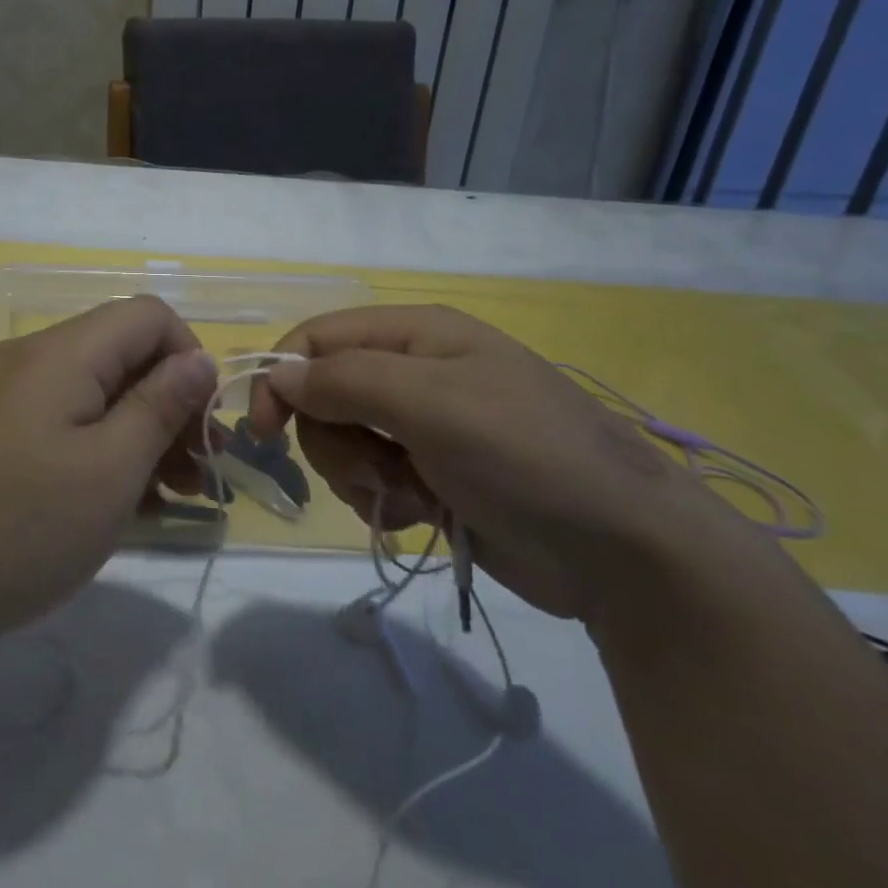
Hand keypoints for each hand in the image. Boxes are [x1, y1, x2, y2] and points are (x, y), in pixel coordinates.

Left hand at [0, 296, 217, 642]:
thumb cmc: (27, 527)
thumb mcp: (112, 468)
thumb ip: (162, 404)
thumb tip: (199, 359)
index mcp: (61, 352)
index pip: (148, 315)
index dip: (188, 357)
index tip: (203, 421)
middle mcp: (31, 358)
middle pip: (122, 354)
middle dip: (169, 403)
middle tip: (198, 469)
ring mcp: (7, 394)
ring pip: (96, 391)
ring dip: (141, 432)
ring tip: (172, 493)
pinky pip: (65, 420)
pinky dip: (101, 447)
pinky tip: (123, 501)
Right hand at [248, 304, 743, 621]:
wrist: (624, 553)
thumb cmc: (524, 456)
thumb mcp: (430, 403)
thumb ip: (344, 380)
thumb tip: (277, 377)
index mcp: (416, 333)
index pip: (317, 338)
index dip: (280, 378)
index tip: (262, 432)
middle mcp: (415, 370)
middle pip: (324, 394)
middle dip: (334, 438)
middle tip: (374, 469)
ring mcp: (425, 425)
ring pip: (343, 440)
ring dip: (360, 474)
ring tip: (410, 495)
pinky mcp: (433, 474)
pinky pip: (372, 478)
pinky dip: (385, 499)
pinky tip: (426, 515)